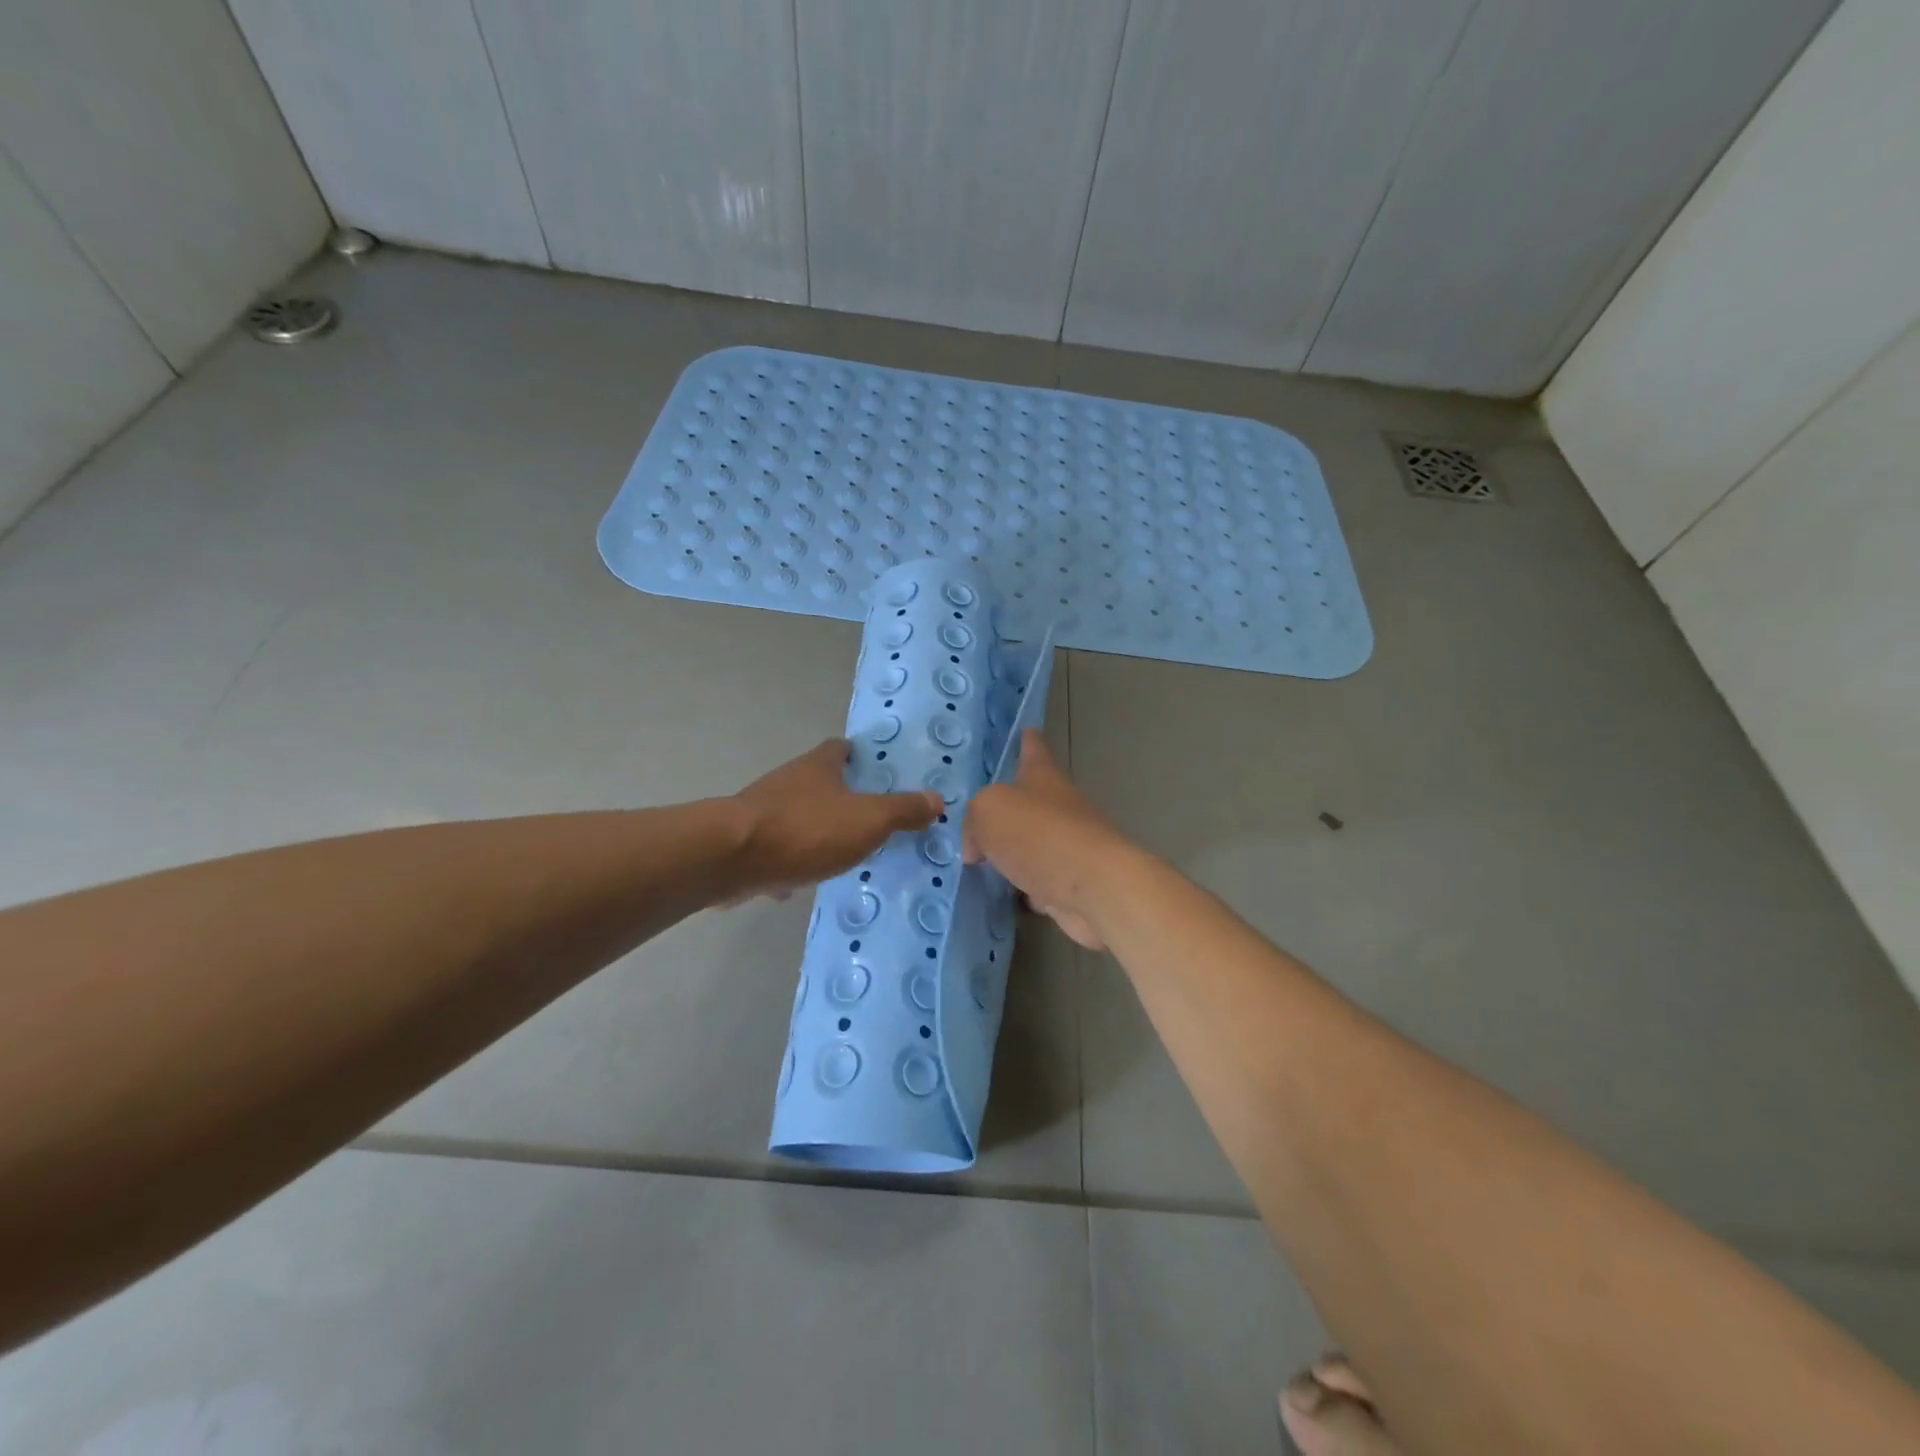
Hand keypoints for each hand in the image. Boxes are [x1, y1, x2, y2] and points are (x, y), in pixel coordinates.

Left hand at [732, 739, 940, 896]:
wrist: (733, 859)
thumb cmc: (807, 829)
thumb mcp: (868, 820)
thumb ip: (902, 810)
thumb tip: (937, 799)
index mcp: (818, 767)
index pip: (840, 748)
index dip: (859, 755)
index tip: (876, 769)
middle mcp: (788, 780)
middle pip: (818, 780)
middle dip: (840, 795)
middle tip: (869, 814)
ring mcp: (763, 810)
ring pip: (797, 813)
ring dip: (817, 827)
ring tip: (843, 849)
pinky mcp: (746, 842)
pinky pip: (777, 847)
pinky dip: (792, 859)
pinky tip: (804, 880)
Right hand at [963, 731, 1130, 949]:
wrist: (1093, 887)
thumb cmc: (1039, 834)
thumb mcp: (988, 812)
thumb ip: (974, 821)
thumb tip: (977, 848)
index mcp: (1042, 777)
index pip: (1034, 750)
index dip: (1028, 740)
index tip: (1027, 730)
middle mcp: (1060, 806)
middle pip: (1031, 800)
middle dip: (1009, 808)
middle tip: (981, 818)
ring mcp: (1069, 845)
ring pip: (1034, 842)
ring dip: (1015, 850)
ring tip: (985, 860)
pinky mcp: (1073, 881)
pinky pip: (1041, 880)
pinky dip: (1028, 885)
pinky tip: (1010, 894)